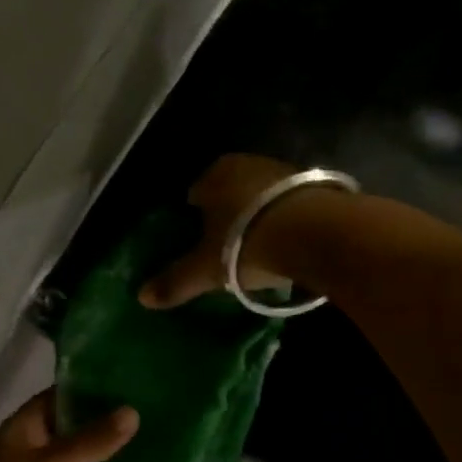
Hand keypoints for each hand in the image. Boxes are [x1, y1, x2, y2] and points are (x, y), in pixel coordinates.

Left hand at [0, 391, 138, 461]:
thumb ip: (93, 440)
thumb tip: (133, 411)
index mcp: (20, 428)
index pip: (56, 396)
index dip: (87, 388)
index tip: (125, 381)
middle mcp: (27, 447)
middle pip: (66, 423)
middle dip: (99, 417)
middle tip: (143, 405)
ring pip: (73, 452)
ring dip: (100, 445)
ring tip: (143, 432)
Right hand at [138, 153, 305, 308]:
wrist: (319, 233)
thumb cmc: (248, 242)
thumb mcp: (207, 268)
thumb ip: (175, 281)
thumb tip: (141, 298)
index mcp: (214, 174)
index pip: (194, 193)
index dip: (193, 217)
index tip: (198, 241)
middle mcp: (246, 163)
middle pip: (229, 192)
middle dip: (227, 214)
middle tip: (227, 247)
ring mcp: (284, 170)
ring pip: (261, 196)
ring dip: (259, 216)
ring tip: (260, 247)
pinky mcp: (317, 185)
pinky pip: (291, 204)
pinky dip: (286, 220)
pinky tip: (288, 243)